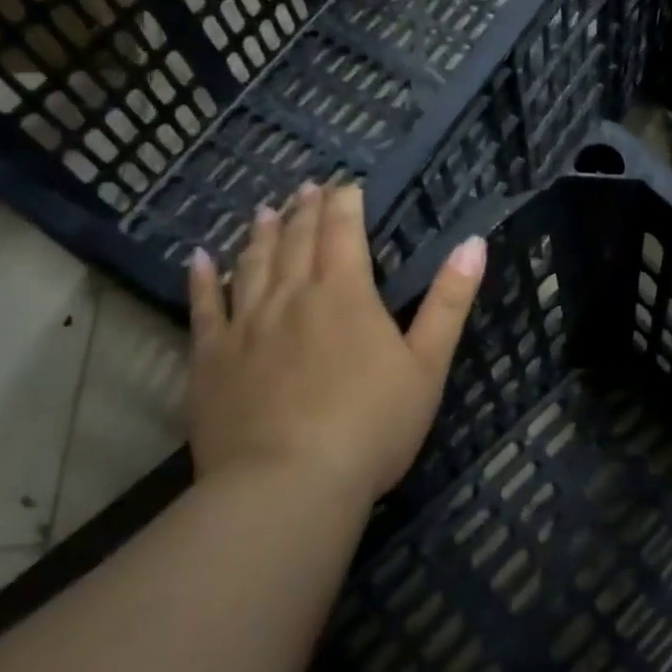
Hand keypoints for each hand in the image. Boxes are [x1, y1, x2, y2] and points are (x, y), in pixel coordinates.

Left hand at [186, 181, 486, 501]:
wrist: (288, 486)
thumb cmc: (371, 426)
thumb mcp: (428, 365)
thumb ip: (449, 302)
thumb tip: (473, 243)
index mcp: (345, 295)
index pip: (343, 232)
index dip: (344, 204)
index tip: (345, 185)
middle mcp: (291, 297)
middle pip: (297, 241)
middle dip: (305, 210)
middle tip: (306, 187)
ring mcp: (245, 326)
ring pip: (252, 265)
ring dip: (260, 234)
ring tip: (265, 211)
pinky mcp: (211, 360)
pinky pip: (203, 308)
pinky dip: (202, 280)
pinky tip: (198, 259)